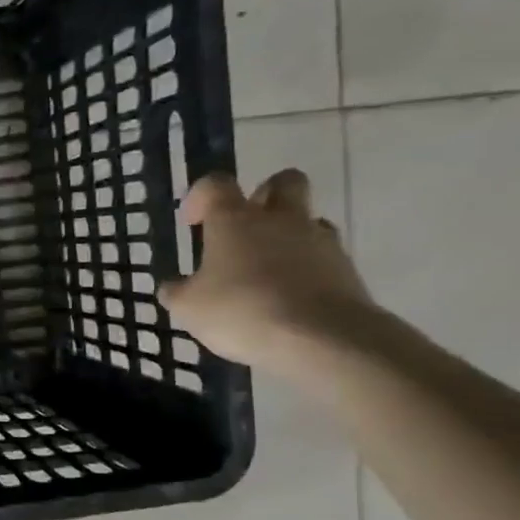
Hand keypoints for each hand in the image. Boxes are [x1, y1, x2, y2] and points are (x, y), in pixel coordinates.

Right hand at [157, 169, 376, 370]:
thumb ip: (178, 292)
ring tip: (269, 269)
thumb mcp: (189, 309)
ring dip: (290, 235)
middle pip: (284, 182)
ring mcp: (320, 241)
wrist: (320, 338)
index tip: (193, 221)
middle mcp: (280, 219)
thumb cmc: (241, 311)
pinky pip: (325, 257)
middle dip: (265, 195)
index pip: (216, 185)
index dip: (201, 196)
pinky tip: (291, 298)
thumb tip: (172, 287)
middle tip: (246, 225)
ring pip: (309, 220)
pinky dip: (307, 269)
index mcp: (234, 220)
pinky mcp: (347, 269)